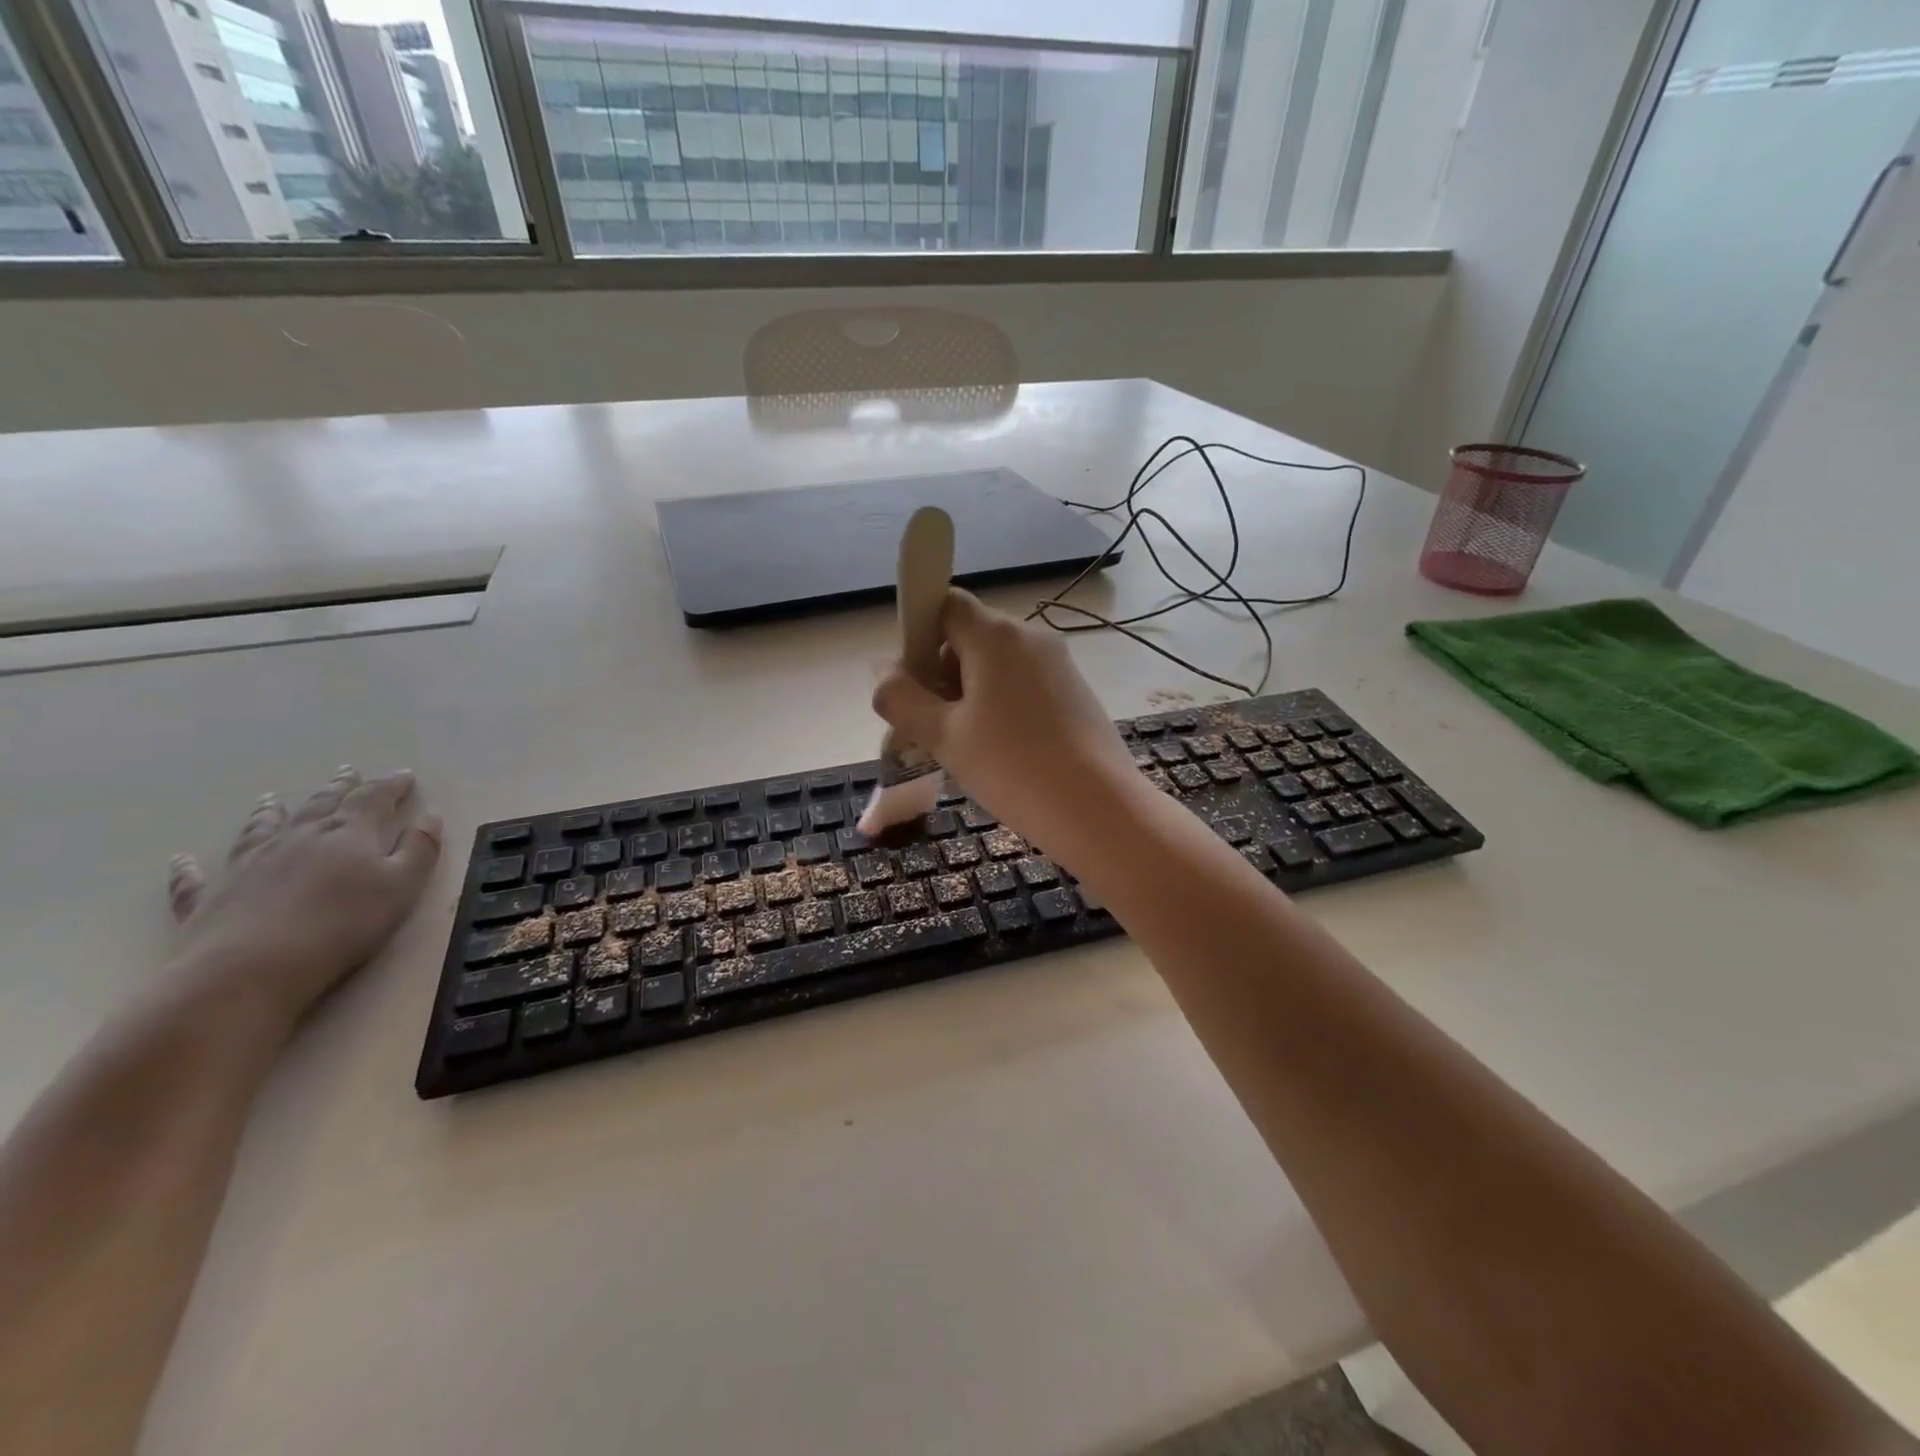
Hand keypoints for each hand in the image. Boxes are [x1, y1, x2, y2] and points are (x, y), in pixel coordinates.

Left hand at [165, 767, 441, 1026]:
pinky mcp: (211, 895)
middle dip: (339, 788)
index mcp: (348, 834)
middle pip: (322, 804)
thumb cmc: (343, 925)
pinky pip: (196, 877)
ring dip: (270, 812)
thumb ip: (420, 849)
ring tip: (271, 799)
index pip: (374, 799)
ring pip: (262, 828)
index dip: (391, 785)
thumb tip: (430, 816)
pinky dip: (191, 867)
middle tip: (347, 772)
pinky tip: (183, 859)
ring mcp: (249, 863)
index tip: (404, 775)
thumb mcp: (402, 886)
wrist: (251, 968)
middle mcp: (299, 837)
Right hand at [872, 590, 1141, 854]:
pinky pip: (1023, 685)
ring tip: (962, 749)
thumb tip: (883, 671)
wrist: (1099, 810)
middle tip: (928, 728)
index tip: (911, 684)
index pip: (944, 604)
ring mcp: (1058, 664)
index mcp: (995, 635)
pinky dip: (1000, 707)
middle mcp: (1030, 636)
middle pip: (969, 637)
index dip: (918, 636)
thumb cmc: (1012, 767)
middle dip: (940, 674)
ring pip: (996, 666)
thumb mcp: (943, 736)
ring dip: (968, 696)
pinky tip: (1000, 753)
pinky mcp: (1074, 692)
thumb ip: (902, 698)